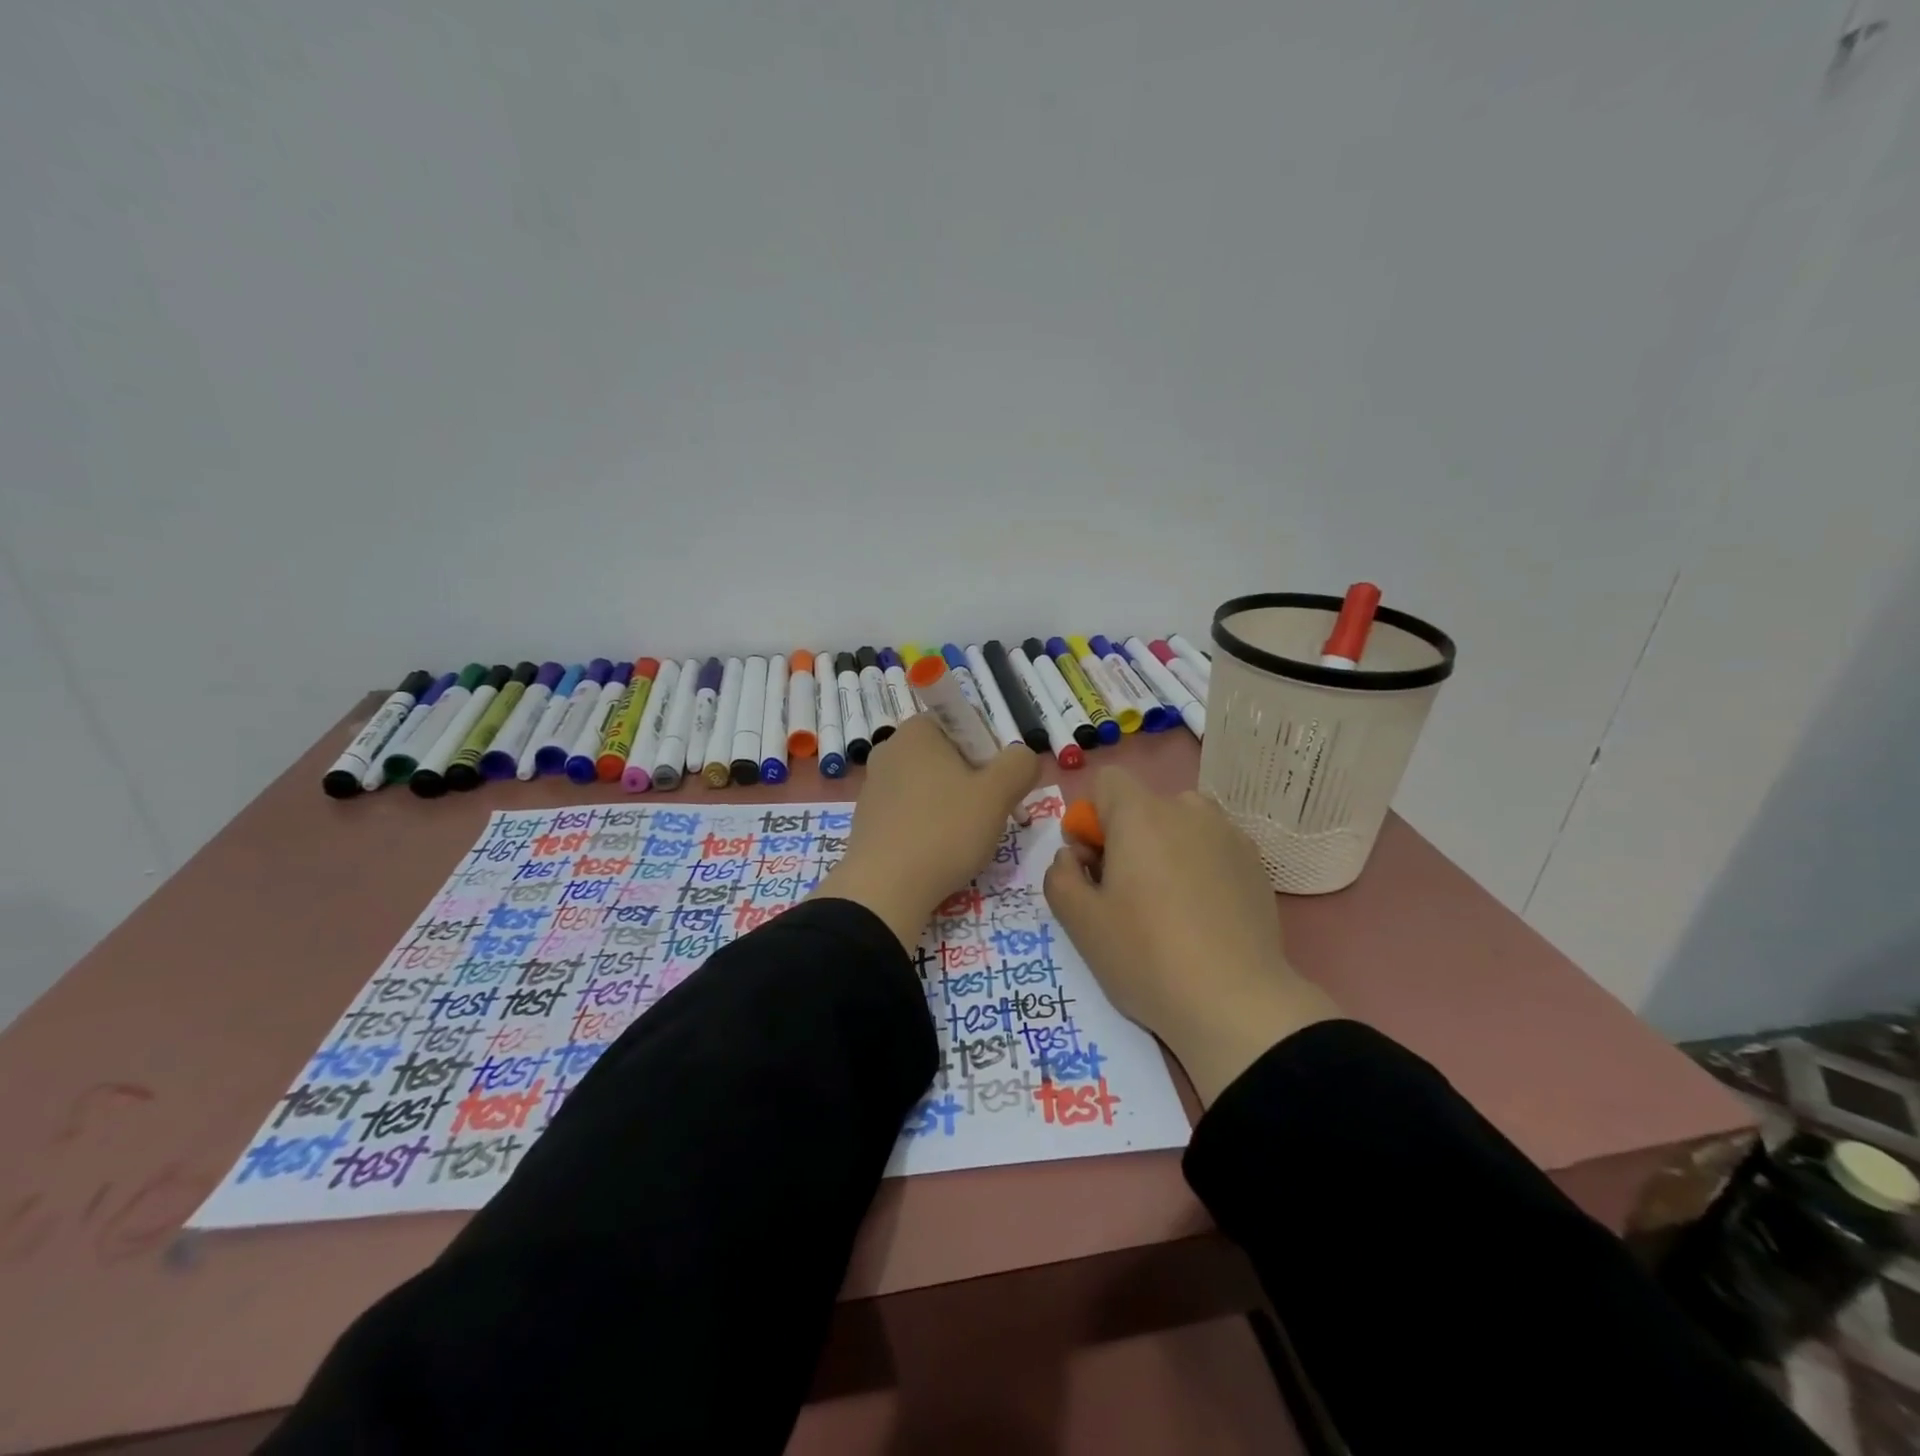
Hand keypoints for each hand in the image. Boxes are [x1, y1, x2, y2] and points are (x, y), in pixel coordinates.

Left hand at [816, 714, 1039, 951]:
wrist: (884, 889)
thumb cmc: (944, 831)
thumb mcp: (998, 794)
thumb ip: (1020, 765)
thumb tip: (1022, 758)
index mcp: (917, 730)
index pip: (968, 723)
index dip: (993, 751)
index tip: (1001, 787)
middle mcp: (890, 748)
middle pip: (950, 755)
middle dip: (976, 782)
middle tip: (990, 816)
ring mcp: (874, 784)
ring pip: (932, 786)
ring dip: (955, 805)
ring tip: (966, 840)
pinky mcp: (868, 817)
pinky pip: (912, 811)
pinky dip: (931, 825)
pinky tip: (940, 852)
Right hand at [1044, 768, 1341, 1104]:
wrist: (1236, 1002)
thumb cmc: (1146, 956)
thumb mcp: (1079, 921)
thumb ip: (1059, 875)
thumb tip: (1073, 857)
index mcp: (1141, 814)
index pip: (1107, 782)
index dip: (1091, 819)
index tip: (1095, 865)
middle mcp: (1188, 810)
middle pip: (1143, 805)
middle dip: (1127, 837)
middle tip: (1126, 893)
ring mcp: (1228, 834)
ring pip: (1180, 825)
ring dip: (1164, 848)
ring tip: (1167, 903)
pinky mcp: (1255, 862)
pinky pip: (1211, 847)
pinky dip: (1198, 865)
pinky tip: (1201, 914)